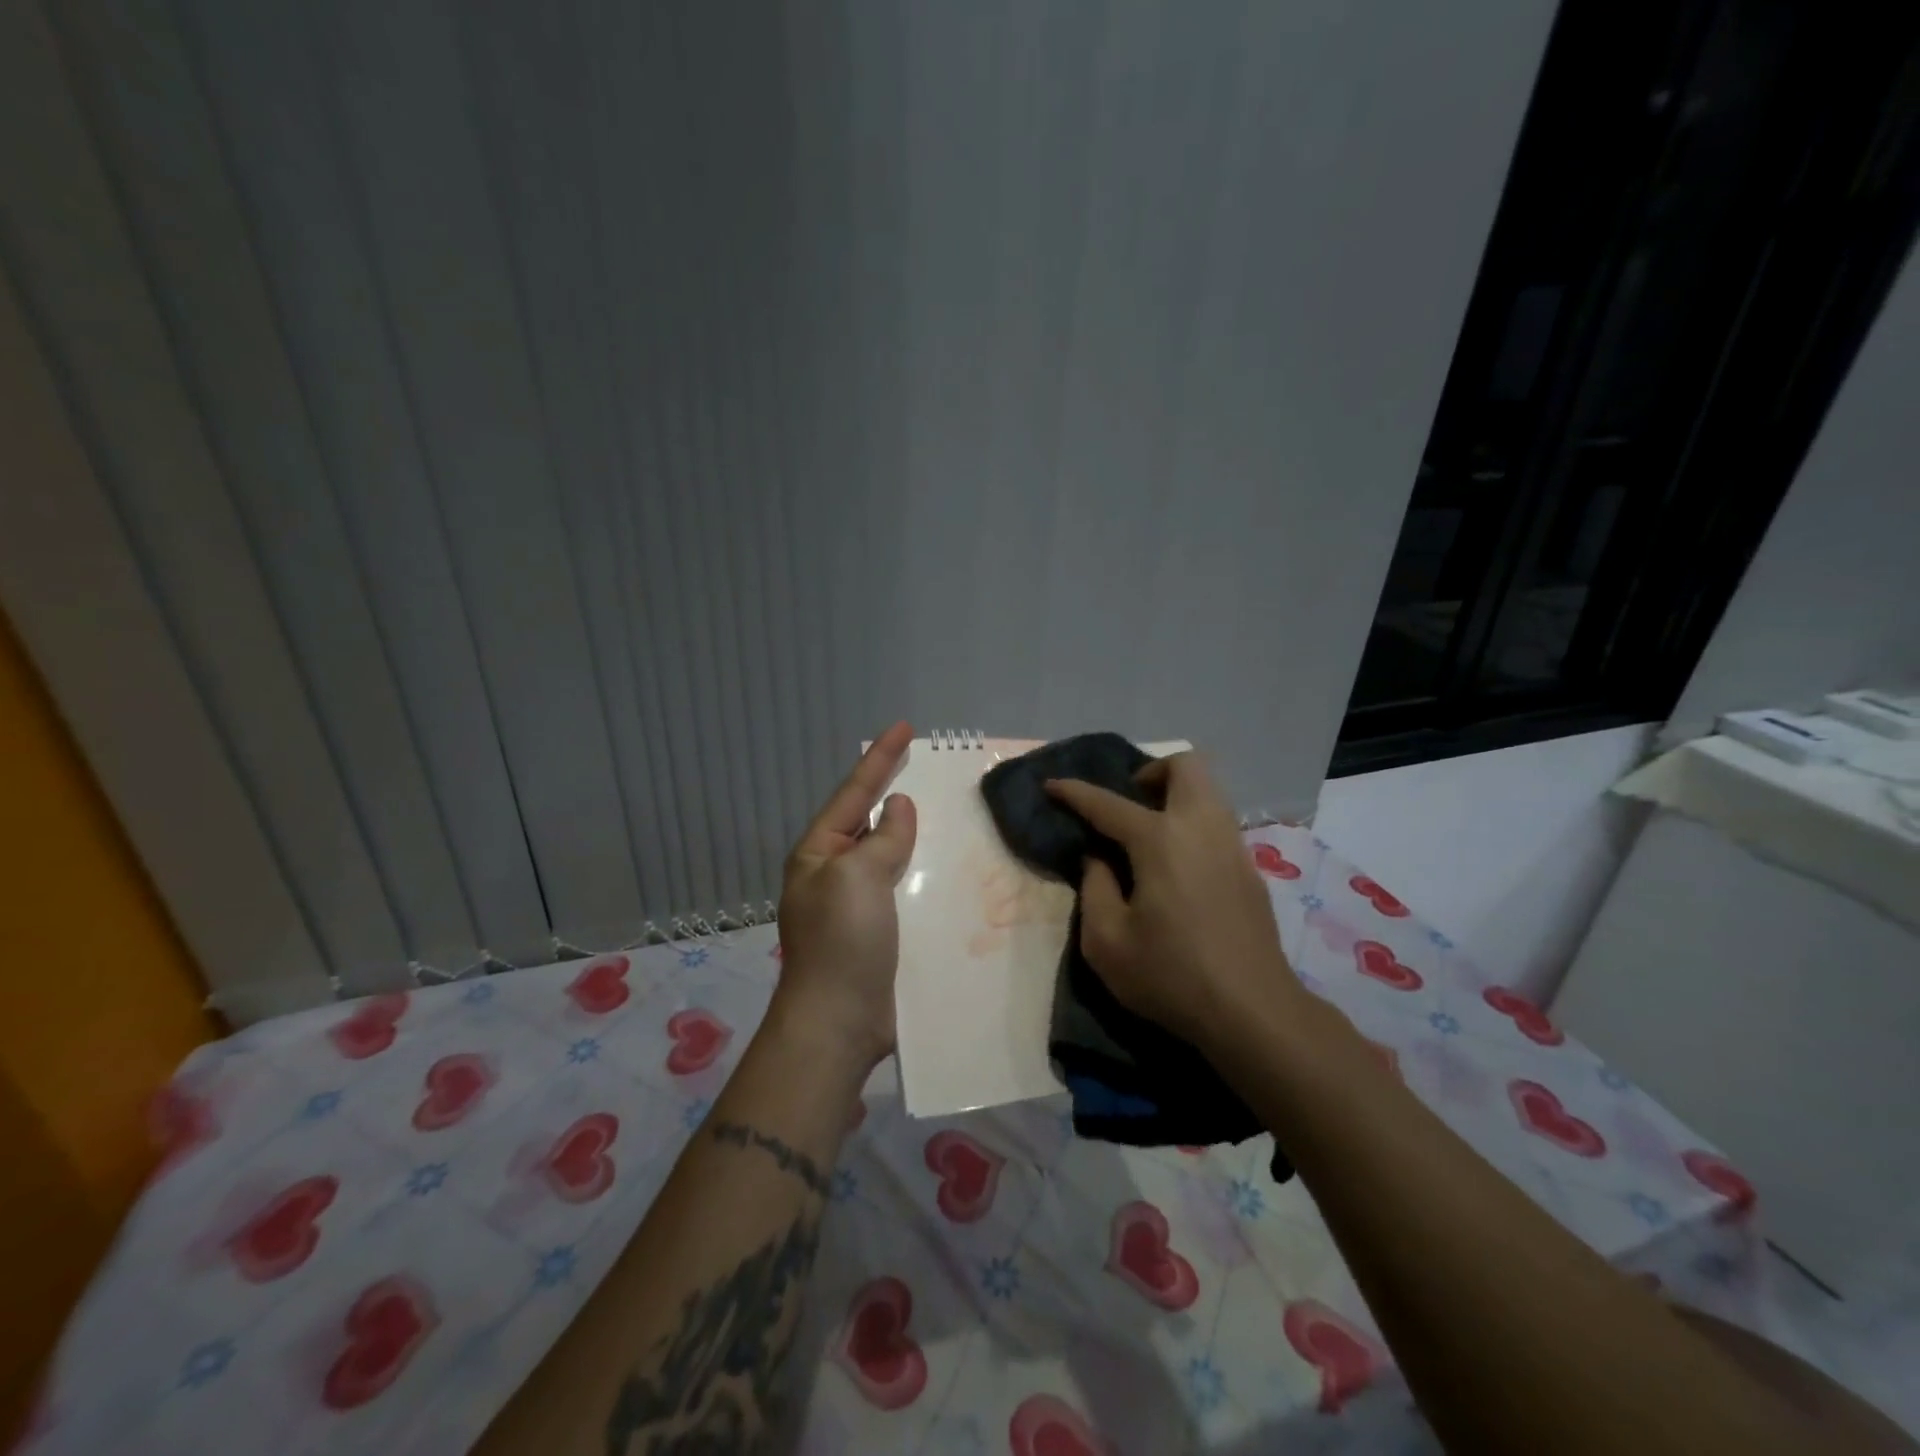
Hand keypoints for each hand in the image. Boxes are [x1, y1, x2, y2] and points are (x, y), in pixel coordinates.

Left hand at [772, 722, 916, 1070]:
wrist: (838, 1023)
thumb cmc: (843, 941)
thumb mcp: (859, 877)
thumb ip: (883, 838)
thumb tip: (896, 807)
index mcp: (819, 852)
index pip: (854, 792)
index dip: (880, 758)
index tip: (905, 727)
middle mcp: (834, 872)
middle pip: (869, 820)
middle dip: (894, 790)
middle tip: (927, 764)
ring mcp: (855, 904)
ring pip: (889, 854)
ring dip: (914, 833)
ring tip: (945, 810)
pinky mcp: (878, 931)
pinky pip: (902, 887)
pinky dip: (922, 871)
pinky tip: (946, 866)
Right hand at [1046, 753, 1304, 1052]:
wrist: (1253, 1011)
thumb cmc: (1171, 975)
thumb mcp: (1106, 941)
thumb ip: (1094, 888)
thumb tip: (1098, 859)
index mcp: (1160, 840)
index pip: (1108, 803)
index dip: (1074, 792)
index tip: (1051, 785)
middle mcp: (1201, 828)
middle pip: (1185, 766)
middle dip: (1151, 772)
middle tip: (1128, 804)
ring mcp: (1232, 845)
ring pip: (1209, 790)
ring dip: (1176, 794)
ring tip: (1150, 832)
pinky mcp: (1250, 869)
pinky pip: (1219, 821)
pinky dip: (1193, 822)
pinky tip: (1178, 864)